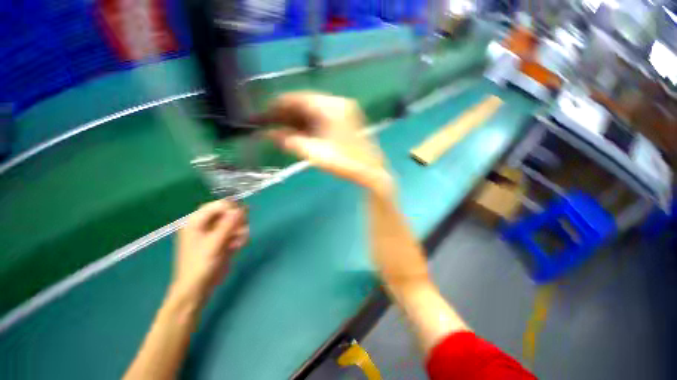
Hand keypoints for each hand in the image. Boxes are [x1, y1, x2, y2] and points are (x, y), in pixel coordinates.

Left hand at [172, 200, 248, 301]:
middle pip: (229, 212)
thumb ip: (227, 225)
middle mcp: (207, 224)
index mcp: (197, 222)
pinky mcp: (224, 240)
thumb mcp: (214, 244)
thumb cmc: (200, 265)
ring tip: (238, 242)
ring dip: (241, 230)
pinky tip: (237, 246)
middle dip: (238, 221)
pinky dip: (240, 237)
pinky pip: (237, 232)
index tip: (243, 216)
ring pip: (236, 222)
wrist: (199, 288)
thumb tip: (240, 209)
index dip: (231, 208)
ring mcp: (216, 232)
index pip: (218, 205)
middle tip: (241, 230)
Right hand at [257, 92, 393, 194]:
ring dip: (297, 119)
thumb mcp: (313, 152)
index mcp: (329, 106)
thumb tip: (268, 135)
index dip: (278, 106)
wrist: (370, 171)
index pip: (297, 98)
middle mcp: (336, 103)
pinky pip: (322, 116)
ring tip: (281, 130)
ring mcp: (343, 110)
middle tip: (271, 125)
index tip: (264, 115)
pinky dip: (309, 123)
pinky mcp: (345, 119)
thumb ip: (289, 141)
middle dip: (286, 114)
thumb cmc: (343, 162)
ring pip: (313, 110)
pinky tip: (299, 131)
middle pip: (305, 103)